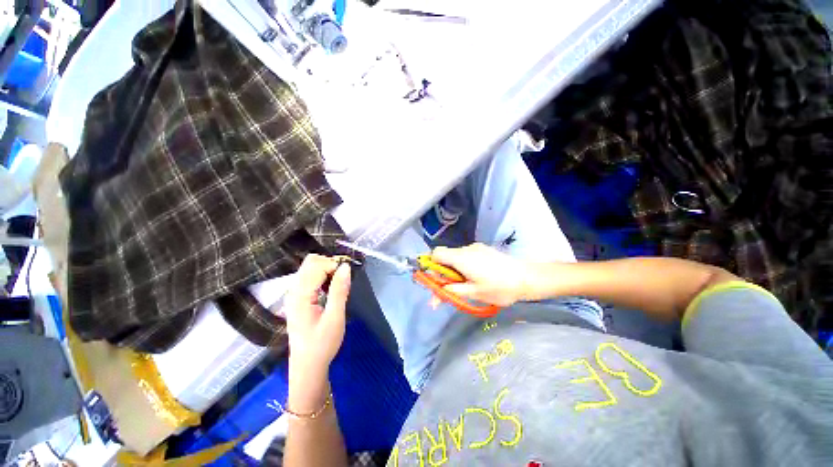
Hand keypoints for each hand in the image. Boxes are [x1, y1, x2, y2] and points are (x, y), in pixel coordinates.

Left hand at [282, 254, 350, 406]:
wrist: (307, 366)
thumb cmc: (322, 344)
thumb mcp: (335, 318)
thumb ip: (339, 290)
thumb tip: (346, 267)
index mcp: (300, 295)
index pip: (317, 266)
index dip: (335, 266)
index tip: (348, 276)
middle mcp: (293, 290)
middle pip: (310, 262)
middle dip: (330, 264)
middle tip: (344, 279)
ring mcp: (294, 293)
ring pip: (310, 268)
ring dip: (327, 269)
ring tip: (340, 284)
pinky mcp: (298, 297)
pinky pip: (310, 277)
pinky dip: (323, 276)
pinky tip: (331, 288)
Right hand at [430, 243, 536, 306]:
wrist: (527, 278)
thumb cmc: (500, 288)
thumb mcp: (474, 293)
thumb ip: (452, 291)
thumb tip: (435, 294)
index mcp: (461, 258)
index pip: (436, 253)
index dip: (431, 265)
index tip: (435, 280)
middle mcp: (466, 249)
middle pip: (445, 256)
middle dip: (442, 272)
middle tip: (448, 290)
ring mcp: (476, 248)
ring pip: (456, 257)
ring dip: (453, 270)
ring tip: (464, 286)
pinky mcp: (484, 250)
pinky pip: (466, 256)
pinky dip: (463, 266)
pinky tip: (475, 277)